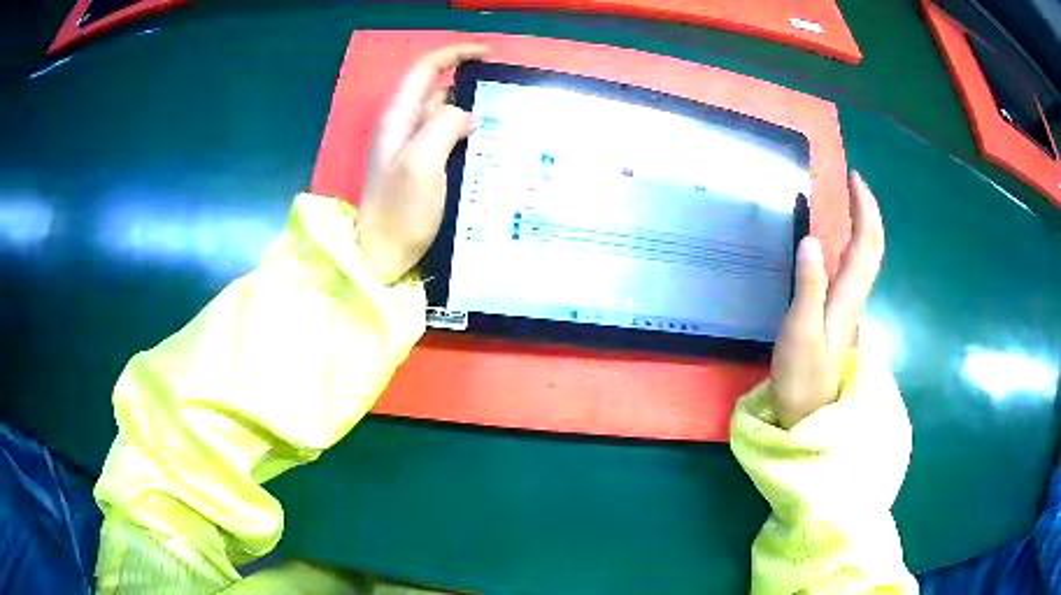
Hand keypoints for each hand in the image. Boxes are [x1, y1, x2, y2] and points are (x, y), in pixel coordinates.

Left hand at [357, 44, 487, 283]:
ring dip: (472, 112)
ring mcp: (412, 150)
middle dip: (469, 85)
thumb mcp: (421, 163)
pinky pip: (447, 141)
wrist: (383, 257)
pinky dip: (467, 136)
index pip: (424, 70)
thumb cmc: (399, 211)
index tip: (488, 55)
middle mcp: (403, 128)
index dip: (454, 54)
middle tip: (506, 96)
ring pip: (444, 117)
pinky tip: (489, 146)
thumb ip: (442, 126)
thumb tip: (465, 112)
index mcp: (398, 119)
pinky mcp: (422, 170)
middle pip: (437, 91)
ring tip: (507, 120)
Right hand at [771, 172, 884, 428]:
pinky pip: (852, 269)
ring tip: (847, 204)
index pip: (866, 243)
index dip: (865, 209)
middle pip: (871, 247)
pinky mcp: (838, 316)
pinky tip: (835, 244)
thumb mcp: (801, 332)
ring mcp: (848, 308)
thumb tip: (811, 239)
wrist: (807, 415)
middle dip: (867, 212)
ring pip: (864, 258)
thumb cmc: (803, 376)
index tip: (854, 178)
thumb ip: (809, 288)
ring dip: (861, 225)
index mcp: (848, 297)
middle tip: (851, 184)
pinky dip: (850, 245)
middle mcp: (854, 297)